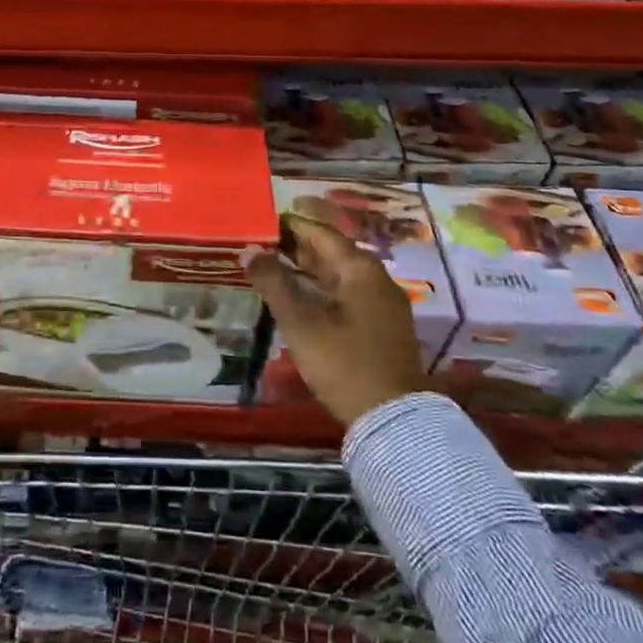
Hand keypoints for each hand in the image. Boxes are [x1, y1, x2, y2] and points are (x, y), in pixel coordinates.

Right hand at [243, 216, 426, 426]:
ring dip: (308, 268)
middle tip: (262, 244)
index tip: (262, 222)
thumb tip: (249, 250)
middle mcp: (376, 277)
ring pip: (340, 274)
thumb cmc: (343, 362)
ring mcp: (383, 303)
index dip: (290, 225)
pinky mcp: (383, 326)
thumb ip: (273, 281)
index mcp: (360, 268)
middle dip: (297, 246)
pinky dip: (322, 288)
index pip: (321, 232)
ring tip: (274, 267)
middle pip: (332, 251)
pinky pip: (348, 293)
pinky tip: (301, 297)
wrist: (393, 419)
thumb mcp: (300, 321)